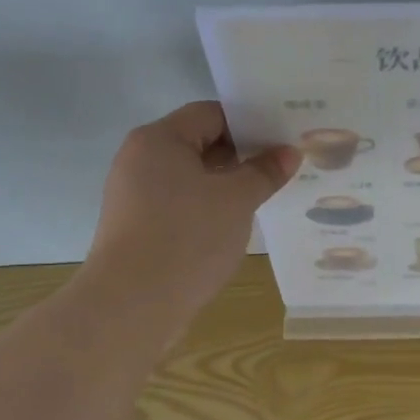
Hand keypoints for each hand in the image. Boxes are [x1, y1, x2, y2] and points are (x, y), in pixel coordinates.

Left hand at [85, 102, 297, 324]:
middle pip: (198, 143)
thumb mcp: (237, 200)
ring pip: (189, 178)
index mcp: (159, 139)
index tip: (282, 141)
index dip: (249, 123)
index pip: (210, 114)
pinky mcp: (136, 227)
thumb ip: (264, 172)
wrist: (131, 305)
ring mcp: (133, 195)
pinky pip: (178, 205)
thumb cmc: (187, 237)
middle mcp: (139, 159)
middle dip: (240, 156)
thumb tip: (288, 152)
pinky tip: (231, 226)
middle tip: (280, 169)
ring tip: (263, 198)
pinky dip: (205, 209)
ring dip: (224, 185)